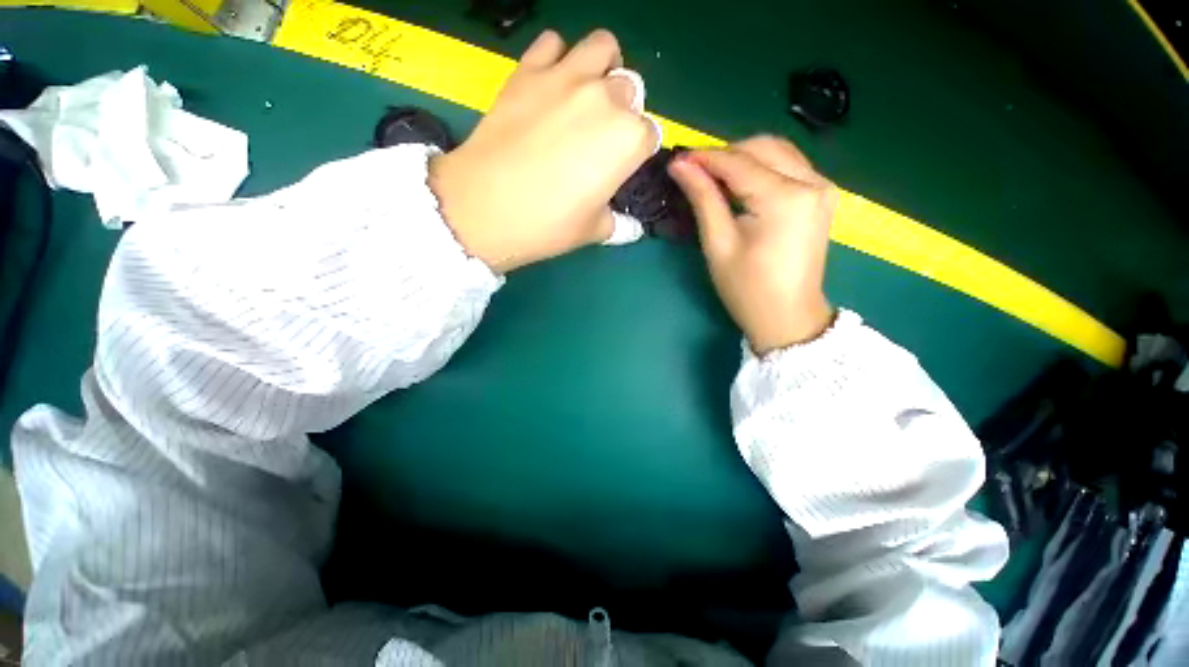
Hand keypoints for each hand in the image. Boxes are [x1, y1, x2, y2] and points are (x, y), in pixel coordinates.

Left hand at [430, 29, 657, 271]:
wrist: (486, 207)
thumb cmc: (548, 225)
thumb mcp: (593, 231)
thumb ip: (619, 225)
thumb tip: (631, 229)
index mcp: (628, 141)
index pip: (649, 135)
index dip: (636, 152)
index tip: (620, 166)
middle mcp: (606, 99)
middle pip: (630, 89)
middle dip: (623, 111)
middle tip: (601, 136)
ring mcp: (566, 78)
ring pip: (602, 48)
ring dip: (603, 68)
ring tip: (588, 94)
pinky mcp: (529, 70)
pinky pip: (552, 43)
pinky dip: (557, 58)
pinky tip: (550, 84)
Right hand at [668, 136, 837, 354]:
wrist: (787, 316)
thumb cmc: (747, 288)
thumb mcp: (718, 244)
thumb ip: (703, 199)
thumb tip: (680, 166)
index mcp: (784, 198)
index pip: (738, 162)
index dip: (704, 158)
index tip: (676, 160)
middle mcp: (811, 182)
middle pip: (762, 148)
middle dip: (724, 155)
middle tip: (694, 173)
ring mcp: (822, 187)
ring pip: (777, 152)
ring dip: (743, 159)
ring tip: (713, 179)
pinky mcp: (822, 196)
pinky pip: (788, 166)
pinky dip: (761, 168)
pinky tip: (741, 186)